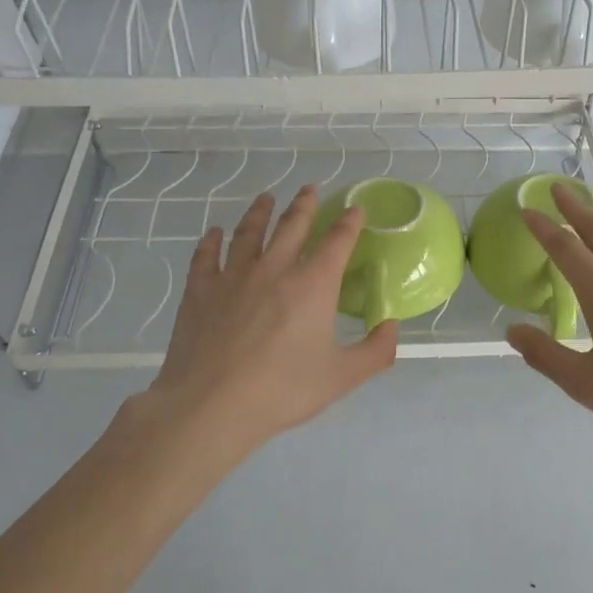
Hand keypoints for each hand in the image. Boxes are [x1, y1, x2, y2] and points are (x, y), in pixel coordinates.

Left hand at [135, 185, 398, 457]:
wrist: (211, 405)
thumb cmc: (283, 390)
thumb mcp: (342, 377)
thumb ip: (376, 351)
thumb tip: (392, 326)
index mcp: (313, 285)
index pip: (337, 241)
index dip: (349, 221)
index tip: (356, 207)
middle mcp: (274, 269)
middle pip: (292, 226)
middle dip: (305, 204)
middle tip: (310, 187)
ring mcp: (233, 276)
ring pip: (249, 232)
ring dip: (260, 212)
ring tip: (266, 198)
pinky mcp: (200, 290)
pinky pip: (207, 256)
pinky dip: (212, 241)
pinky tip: (215, 233)